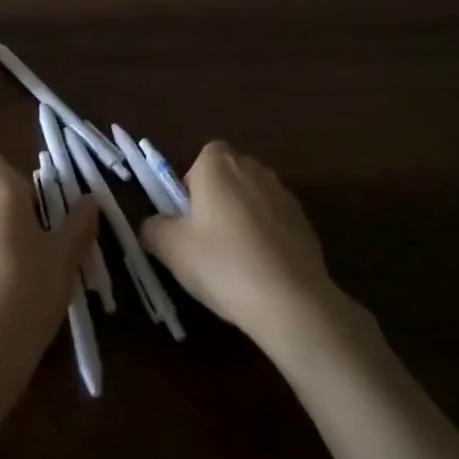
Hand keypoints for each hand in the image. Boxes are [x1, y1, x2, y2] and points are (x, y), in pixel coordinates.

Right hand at [140, 141, 339, 346]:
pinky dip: (266, 236)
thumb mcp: (170, 249)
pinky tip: (262, 270)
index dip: (192, 184)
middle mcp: (253, 169)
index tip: (187, 217)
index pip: (202, 157)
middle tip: (205, 237)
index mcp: (218, 166)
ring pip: (253, 197)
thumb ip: (153, 228)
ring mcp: (284, 194)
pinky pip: (275, 220)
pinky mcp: (305, 222)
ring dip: (243, 216)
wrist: (291, 301)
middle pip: (229, 175)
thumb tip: (153, 224)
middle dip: (217, 198)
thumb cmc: (222, 264)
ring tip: (235, 258)